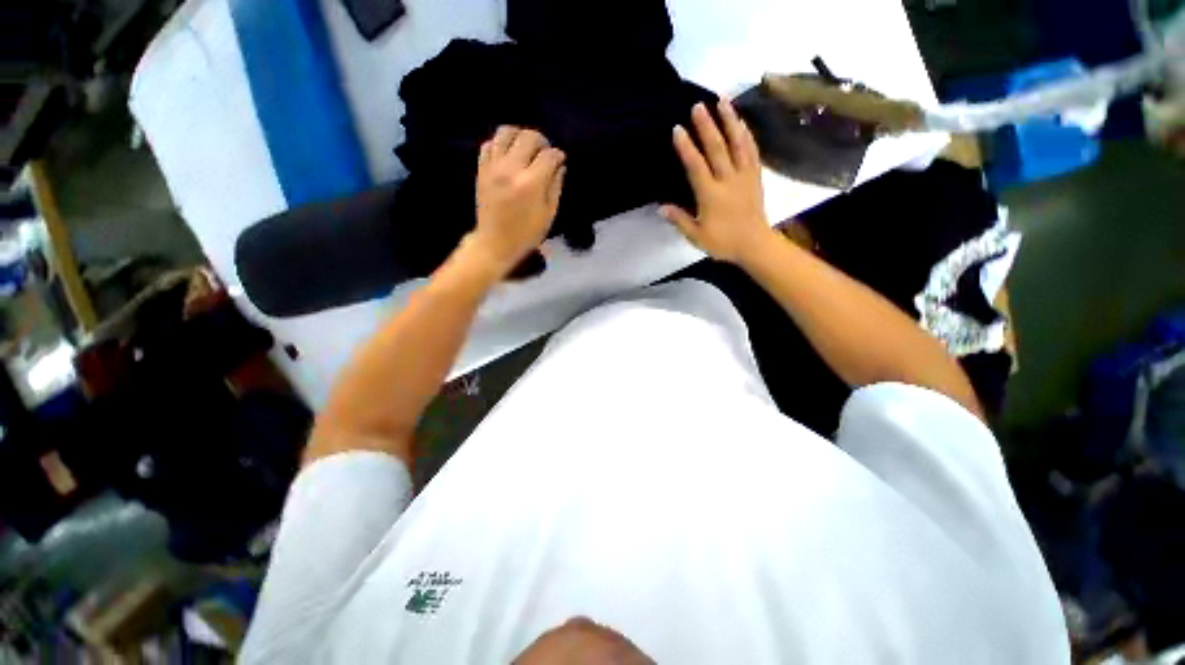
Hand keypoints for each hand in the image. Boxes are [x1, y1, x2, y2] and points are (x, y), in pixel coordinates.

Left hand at [470, 126, 565, 275]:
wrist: (495, 243)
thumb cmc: (527, 233)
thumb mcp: (549, 214)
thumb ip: (555, 186)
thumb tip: (560, 165)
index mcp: (531, 183)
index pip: (548, 155)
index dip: (558, 155)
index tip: (560, 160)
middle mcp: (511, 169)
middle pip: (528, 137)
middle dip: (541, 141)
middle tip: (544, 154)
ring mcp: (493, 167)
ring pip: (505, 132)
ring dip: (519, 136)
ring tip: (526, 149)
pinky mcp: (482, 169)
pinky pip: (489, 144)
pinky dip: (500, 144)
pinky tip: (508, 155)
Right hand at [662, 100, 773, 264]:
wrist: (755, 244)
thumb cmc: (723, 242)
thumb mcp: (697, 236)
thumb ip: (680, 220)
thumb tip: (661, 207)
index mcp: (711, 195)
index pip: (696, 166)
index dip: (686, 148)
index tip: (677, 129)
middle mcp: (728, 180)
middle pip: (717, 148)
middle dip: (706, 126)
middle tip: (698, 105)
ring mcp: (744, 175)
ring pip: (738, 143)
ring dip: (729, 120)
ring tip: (723, 100)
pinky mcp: (756, 176)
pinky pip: (752, 150)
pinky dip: (746, 134)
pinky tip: (741, 122)